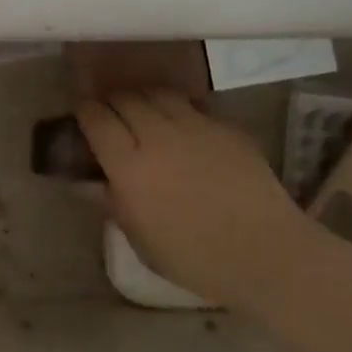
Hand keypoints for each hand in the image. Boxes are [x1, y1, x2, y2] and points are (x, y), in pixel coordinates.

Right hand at [77, 91, 316, 309]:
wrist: (268, 255)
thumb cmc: (195, 258)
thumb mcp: (141, 239)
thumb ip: (110, 201)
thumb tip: (83, 181)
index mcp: (130, 166)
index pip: (96, 118)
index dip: (85, 112)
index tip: (83, 117)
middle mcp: (158, 136)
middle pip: (124, 98)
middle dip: (112, 102)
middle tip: (112, 116)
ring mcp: (196, 126)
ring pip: (158, 93)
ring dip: (144, 99)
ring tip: (145, 113)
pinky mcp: (226, 127)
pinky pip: (193, 105)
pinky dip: (179, 109)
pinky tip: (183, 127)